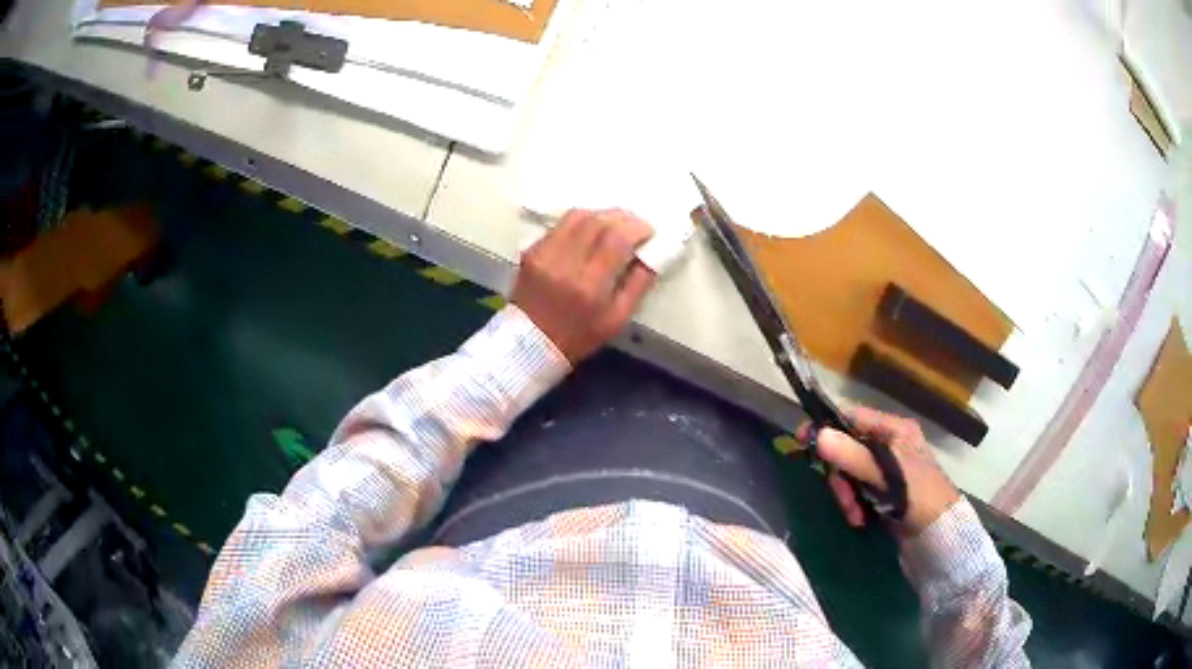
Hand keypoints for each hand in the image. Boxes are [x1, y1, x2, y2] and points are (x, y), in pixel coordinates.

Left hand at [512, 209, 656, 363]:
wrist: (530, 343)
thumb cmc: (579, 335)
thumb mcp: (618, 318)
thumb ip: (638, 284)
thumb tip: (652, 254)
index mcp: (589, 285)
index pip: (617, 239)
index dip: (637, 228)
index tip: (648, 232)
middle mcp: (565, 263)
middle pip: (598, 221)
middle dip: (622, 217)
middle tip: (634, 225)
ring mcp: (544, 253)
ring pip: (577, 216)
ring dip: (600, 215)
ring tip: (612, 226)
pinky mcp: (532, 250)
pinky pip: (560, 225)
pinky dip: (580, 224)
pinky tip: (588, 235)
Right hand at [799, 406, 959, 537]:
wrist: (939, 534)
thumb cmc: (919, 495)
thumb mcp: (886, 474)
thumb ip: (852, 455)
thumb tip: (816, 435)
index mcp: (894, 430)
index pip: (853, 419)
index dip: (828, 428)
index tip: (802, 440)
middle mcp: (889, 446)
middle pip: (848, 449)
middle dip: (841, 475)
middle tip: (843, 496)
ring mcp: (886, 471)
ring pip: (850, 473)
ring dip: (847, 495)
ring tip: (855, 514)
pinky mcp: (883, 493)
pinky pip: (857, 491)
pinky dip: (854, 504)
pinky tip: (859, 519)